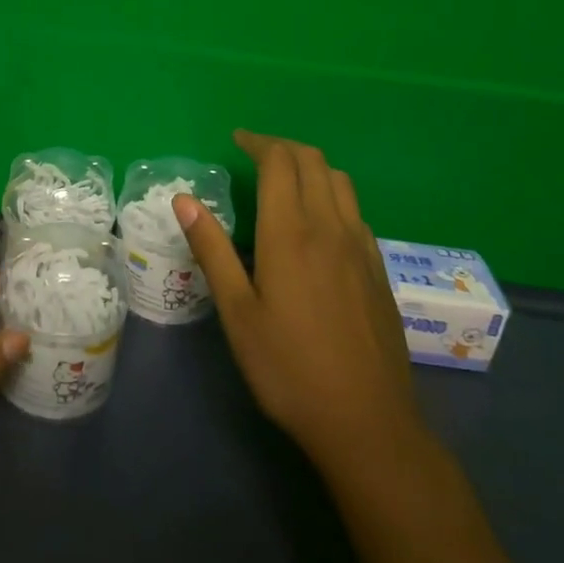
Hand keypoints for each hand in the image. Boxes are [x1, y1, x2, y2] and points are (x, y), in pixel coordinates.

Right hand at [174, 129, 423, 473]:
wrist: (367, 423)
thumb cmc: (288, 368)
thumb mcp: (237, 312)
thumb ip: (212, 250)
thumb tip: (183, 200)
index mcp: (291, 233)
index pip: (280, 162)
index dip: (258, 142)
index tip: (237, 139)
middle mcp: (331, 228)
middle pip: (314, 162)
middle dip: (283, 147)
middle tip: (255, 153)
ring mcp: (362, 248)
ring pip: (341, 182)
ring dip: (312, 166)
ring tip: (285, 179)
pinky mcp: (379, 270)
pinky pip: (356, 212)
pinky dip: (333, 196)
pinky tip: (318, 224)